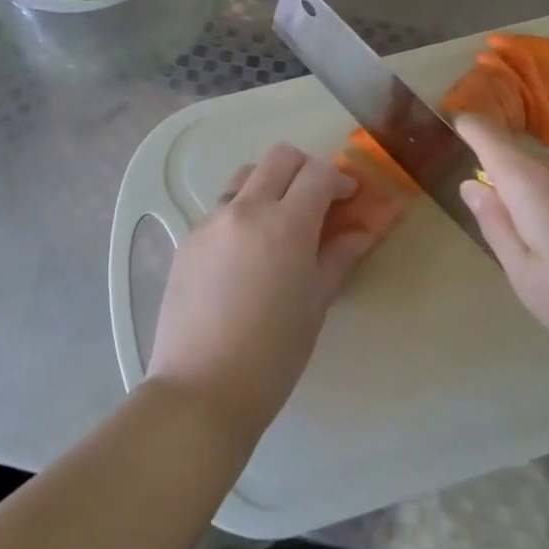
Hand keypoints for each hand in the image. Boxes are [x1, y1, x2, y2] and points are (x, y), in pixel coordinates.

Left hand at [146, 144, 375, 444]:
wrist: (201, 390)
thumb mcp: (315, 305)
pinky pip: (222, 207)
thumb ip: (338, 258)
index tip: (349, 197)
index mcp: (285, 225)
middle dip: (306, 168)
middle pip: (280, 158)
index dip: (339, 179)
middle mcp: (246, 209)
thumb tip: (359, 232)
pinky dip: (243, 211)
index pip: (318, 174)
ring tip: (280, 219)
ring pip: (245, 175)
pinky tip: (247, 252)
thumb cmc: (272, 355)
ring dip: (270, 183)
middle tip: (318, 199)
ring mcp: (211, 220)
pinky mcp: (188, 238)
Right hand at [456, 114, 548, 386]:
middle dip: (511, 193)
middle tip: (525, 253)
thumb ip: (495, 226)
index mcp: (531, 180)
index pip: (486, 132)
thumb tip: (474, 184)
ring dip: (547, 208)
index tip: (454, 135)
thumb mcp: (529, 280)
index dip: (466, 128)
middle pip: (521, 163)